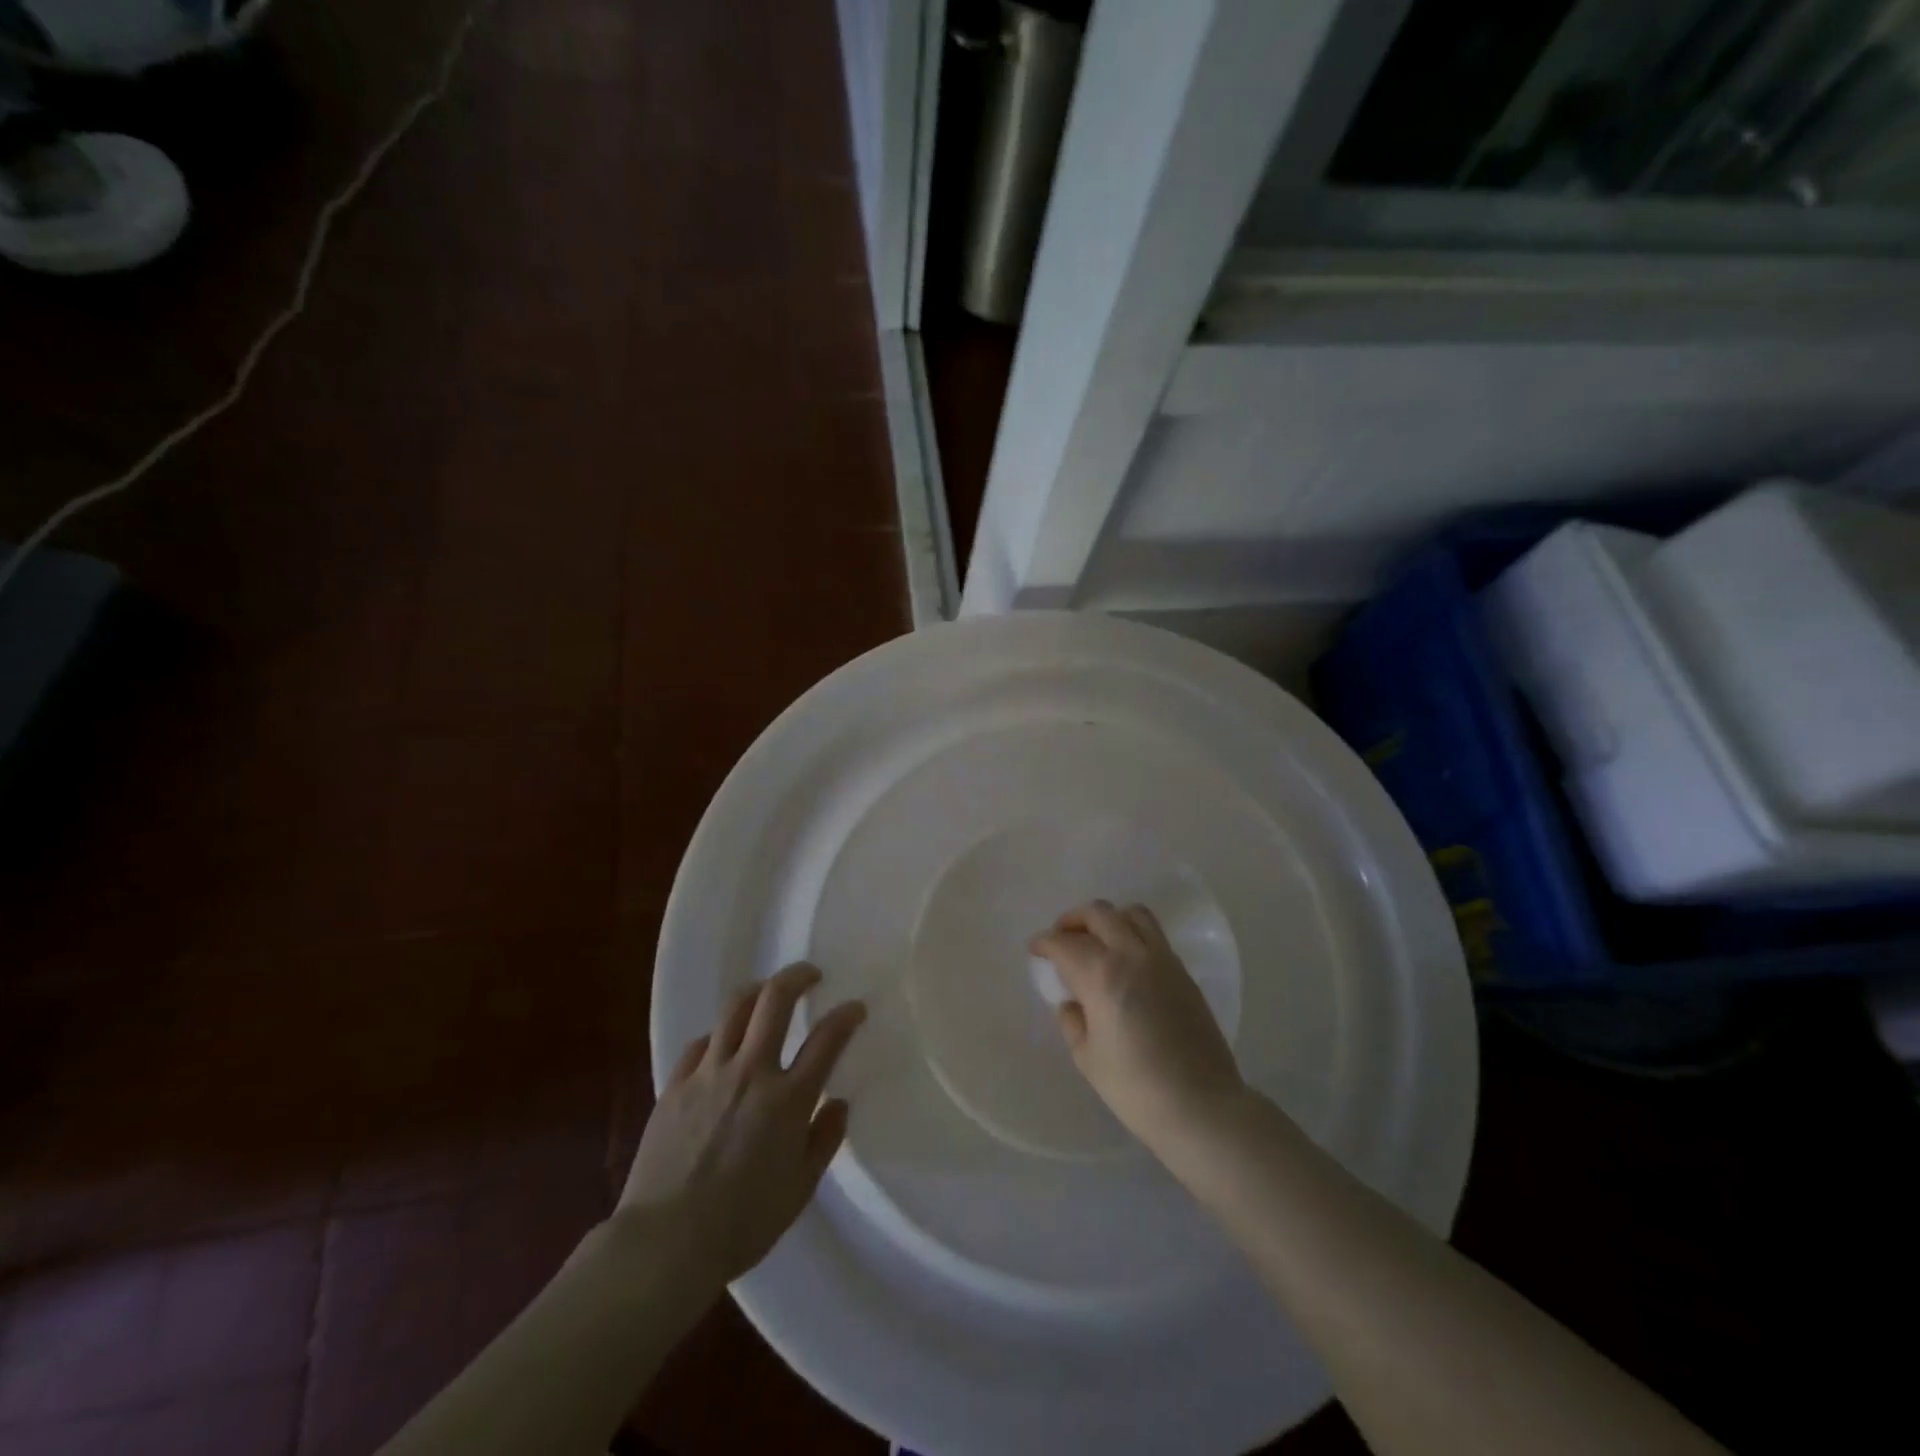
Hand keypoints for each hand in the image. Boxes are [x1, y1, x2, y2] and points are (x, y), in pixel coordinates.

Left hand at [619, 963, 865, 1285]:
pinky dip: (719, 1037)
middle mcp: (751, 1073)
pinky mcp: (675, 1085)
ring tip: (766, 994)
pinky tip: (722, 1047)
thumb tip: (838, 1104)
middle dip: (797, 976)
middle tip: (810, 975)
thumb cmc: (741, 1224)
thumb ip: (824, 1140)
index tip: (855, 1007)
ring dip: (757, 992)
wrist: (664, 1244)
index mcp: (788, 1100)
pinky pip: (701, 1044)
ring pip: (734, 1009)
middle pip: (775, 1000)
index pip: (827, 1039)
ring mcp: (709, 1074)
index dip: (846, 1016)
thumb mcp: (799, 1190)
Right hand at [1030, 900, 1245, 1155]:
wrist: (1201, 1105)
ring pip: (1133, 914)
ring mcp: (1163, 960)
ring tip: (1098, 940)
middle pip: (1098, 914)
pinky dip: (1133, 934)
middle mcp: (1132, 955)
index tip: (1036, 950)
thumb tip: (1072, 1003)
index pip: (1064, 943)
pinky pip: (1154, 935)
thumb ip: (1073, 1022)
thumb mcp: (1087, 1058)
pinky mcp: (1184, 972)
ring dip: (1109, 919)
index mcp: (1101, 975)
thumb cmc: (1135, 1087)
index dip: (1044, 942)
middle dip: (1073, 920)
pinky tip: (1127, 961)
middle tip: (1062, 937)